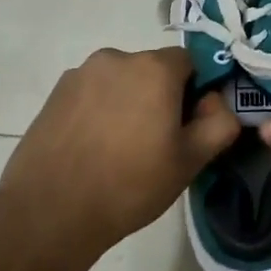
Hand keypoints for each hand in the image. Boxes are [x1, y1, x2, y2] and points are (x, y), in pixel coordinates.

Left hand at [0, 47, 239, 262]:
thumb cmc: (130, 184)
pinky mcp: (55, 94)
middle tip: (154, 143)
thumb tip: (215, 102)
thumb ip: (219, 123)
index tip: (186, 127)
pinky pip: (91, 94)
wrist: (50, 212)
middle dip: (159, 96)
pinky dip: (98, 111)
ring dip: (127, 103)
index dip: (194, 92)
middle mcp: (116, 58)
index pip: (189, 62)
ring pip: (120, 82)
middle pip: (152, 70)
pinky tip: (92, 149)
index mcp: (154, 68)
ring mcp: (80, 74)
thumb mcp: (191, 161)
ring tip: (118, 150)